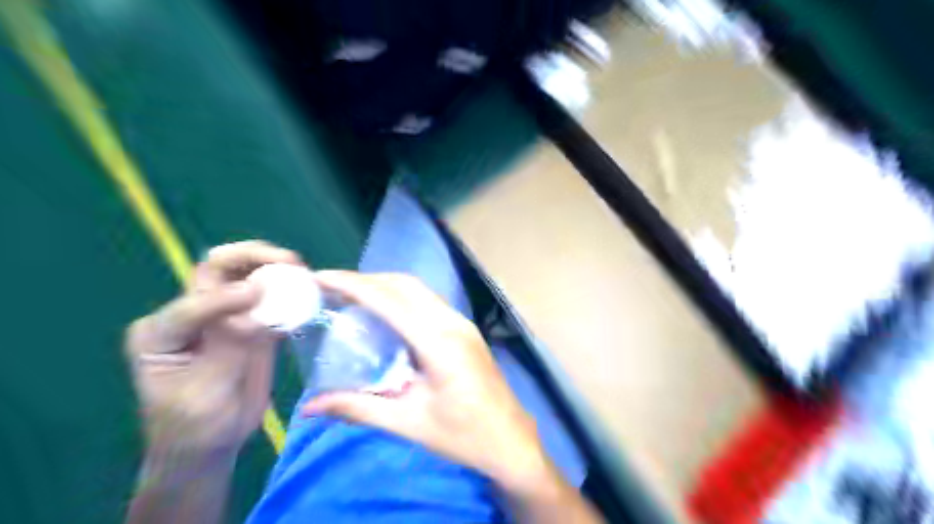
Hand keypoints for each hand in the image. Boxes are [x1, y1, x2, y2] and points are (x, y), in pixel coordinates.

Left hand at [125, 239, 303, 455]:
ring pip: (242, 275)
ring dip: (271, 265)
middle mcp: (189, 314)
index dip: (226, 296)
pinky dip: (286, 288)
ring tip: (299, 268)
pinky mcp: (249, 322)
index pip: (193, 303)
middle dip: (251, 257)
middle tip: (287, 260)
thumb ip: (229, 347)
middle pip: (216, 269)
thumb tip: (257, 309)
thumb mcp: (204, 393)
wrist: (209, 444)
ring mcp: (222, 315)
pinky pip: (267, 298)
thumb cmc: (195, 426)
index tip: (260, 295)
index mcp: (161, 332)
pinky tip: (304, 287)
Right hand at [300, 272, 548, 487]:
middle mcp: (452, 322)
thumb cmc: (463, 436)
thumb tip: (310, 406)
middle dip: (367, 280)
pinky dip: (401, 298)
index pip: (389, 301)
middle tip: (332, 287)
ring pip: (419, 290)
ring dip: (385, 286)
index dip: (353, 284)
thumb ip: (358, 408)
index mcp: (439, 342)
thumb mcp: (408, 423)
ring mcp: (462, 323)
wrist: (511, 440)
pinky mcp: (465, 329)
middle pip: (405, 285)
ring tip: (352, 296)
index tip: (321, 277)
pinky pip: (428, 301)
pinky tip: (385, 313)